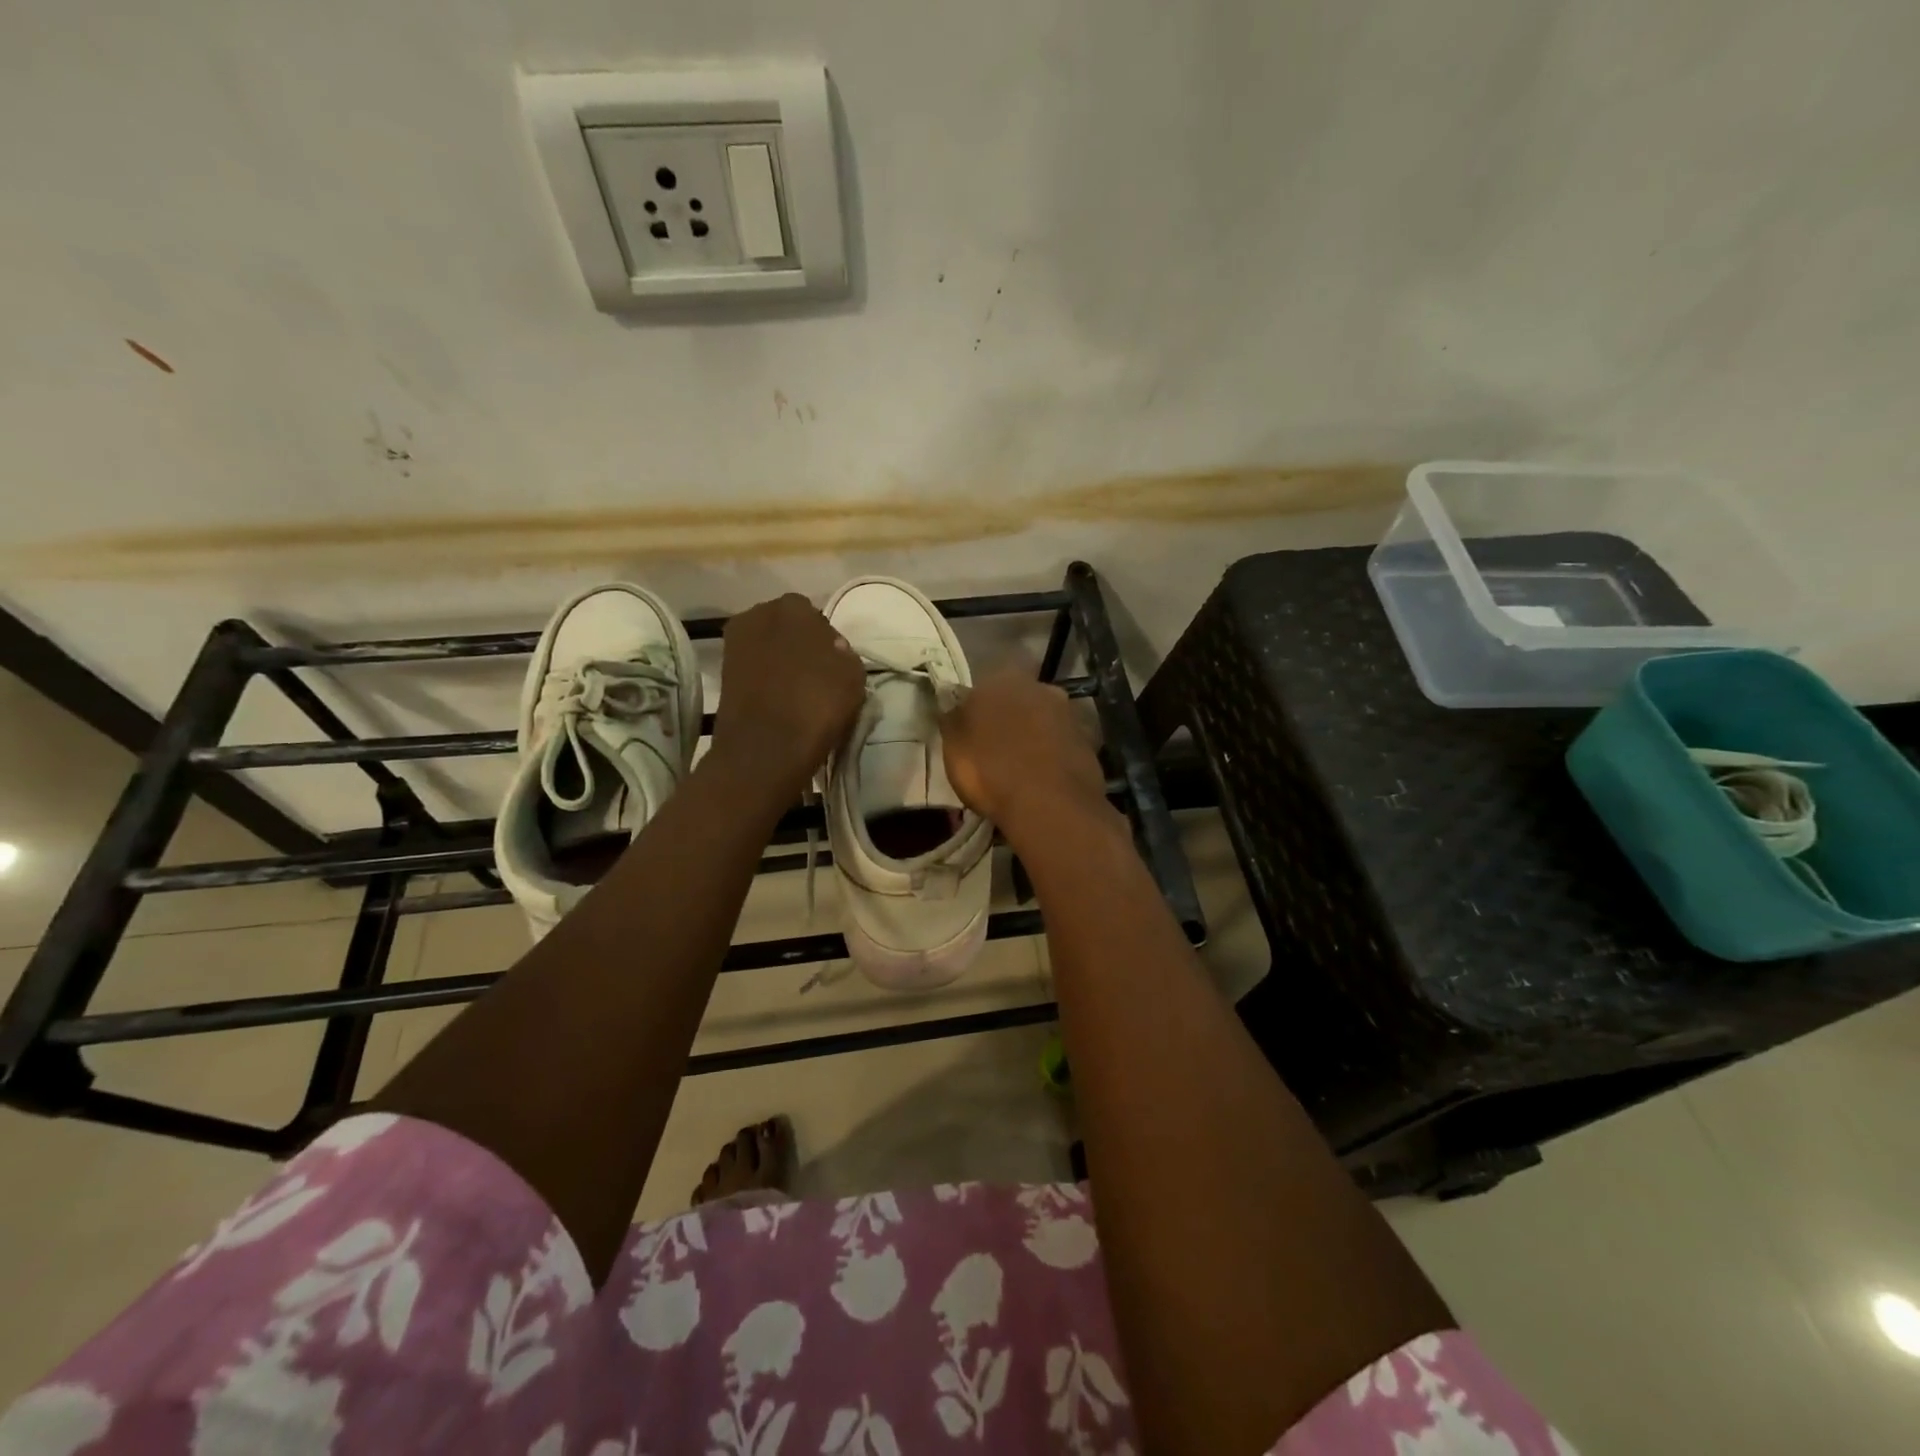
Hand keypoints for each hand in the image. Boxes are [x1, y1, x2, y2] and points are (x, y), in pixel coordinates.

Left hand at [713, 594, 865, 796]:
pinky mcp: (723, 674)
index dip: (826, 640)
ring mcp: (735, 645)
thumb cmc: (817, 705)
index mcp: (793, 607)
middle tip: (815, 676)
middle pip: (786, 628)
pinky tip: (780, 703)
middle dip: (799, 646)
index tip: (833, 664)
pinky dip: (766, 682)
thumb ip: (844, 654)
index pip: (815, 617)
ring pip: (769, 649)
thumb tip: (831, 651)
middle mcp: (758, 615)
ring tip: (797, 693)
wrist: (765, 748)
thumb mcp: (853, 676)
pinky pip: (755, 671)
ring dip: (781, 664)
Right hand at [941, 670, 1110, 843]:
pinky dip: (1053, 756)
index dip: (978, 709)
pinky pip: (1062, 745)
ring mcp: (1069, 714)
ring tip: (1021, 768)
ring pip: (1043, 721)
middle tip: (997, 748)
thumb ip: (954, 719)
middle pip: (1019, 700)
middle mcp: (1040, 687)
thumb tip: (953, 703)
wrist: (1049, 804)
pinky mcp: (1088, 742)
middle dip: (1011, 718)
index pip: (985, 686)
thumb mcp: (954, 747)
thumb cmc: (990, 770)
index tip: (972, 731)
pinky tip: (1043, 779)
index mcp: (1003, 679)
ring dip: (1034, 736)